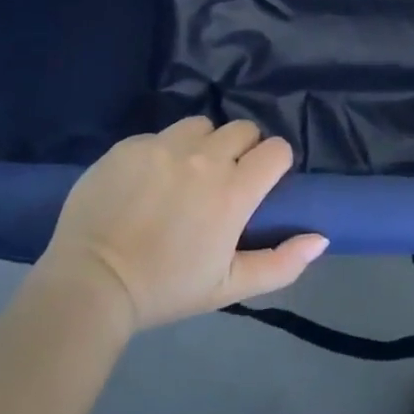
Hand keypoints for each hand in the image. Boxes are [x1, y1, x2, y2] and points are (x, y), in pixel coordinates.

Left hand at [37, 117, 326, 332]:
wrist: (91, 283)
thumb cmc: (167, 288)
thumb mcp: (228, 287)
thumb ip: (282, 263)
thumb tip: (321, 238)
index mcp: (234, 191)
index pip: (276, 149)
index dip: (274, 163)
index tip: (261, 183)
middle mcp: (204, 158)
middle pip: (242, 129)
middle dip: (242, 150)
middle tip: (224, 181)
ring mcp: (164, 146)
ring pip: (201, 125)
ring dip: (203, 144)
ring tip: (186, 174)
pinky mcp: (130, 145)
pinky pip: (160, 135)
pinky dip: (163, 152)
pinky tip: (147, 181)